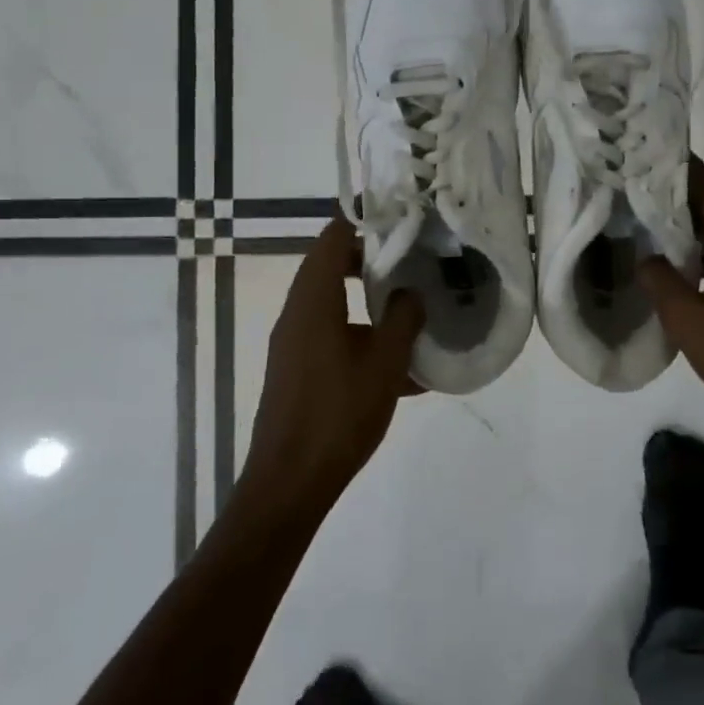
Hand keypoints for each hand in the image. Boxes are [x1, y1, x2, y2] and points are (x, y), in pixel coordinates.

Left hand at [241, 218, 424, 508]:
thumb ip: (403, 318)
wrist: (290, 483)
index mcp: (313, 300)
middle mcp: (296, 314)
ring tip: (413, 312)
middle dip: (372, 261)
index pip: (332, 237)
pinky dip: (362, 338)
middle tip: (412, 262)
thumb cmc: (339, 414)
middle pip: (331, 267)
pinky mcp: (297, 371)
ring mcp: (293, 344)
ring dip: (369, 303)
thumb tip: (411, 292)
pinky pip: (332, 338)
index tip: (400, 221)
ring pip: (334, 305)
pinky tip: (401, 370)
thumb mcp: (385, 362)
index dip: (364, 222)